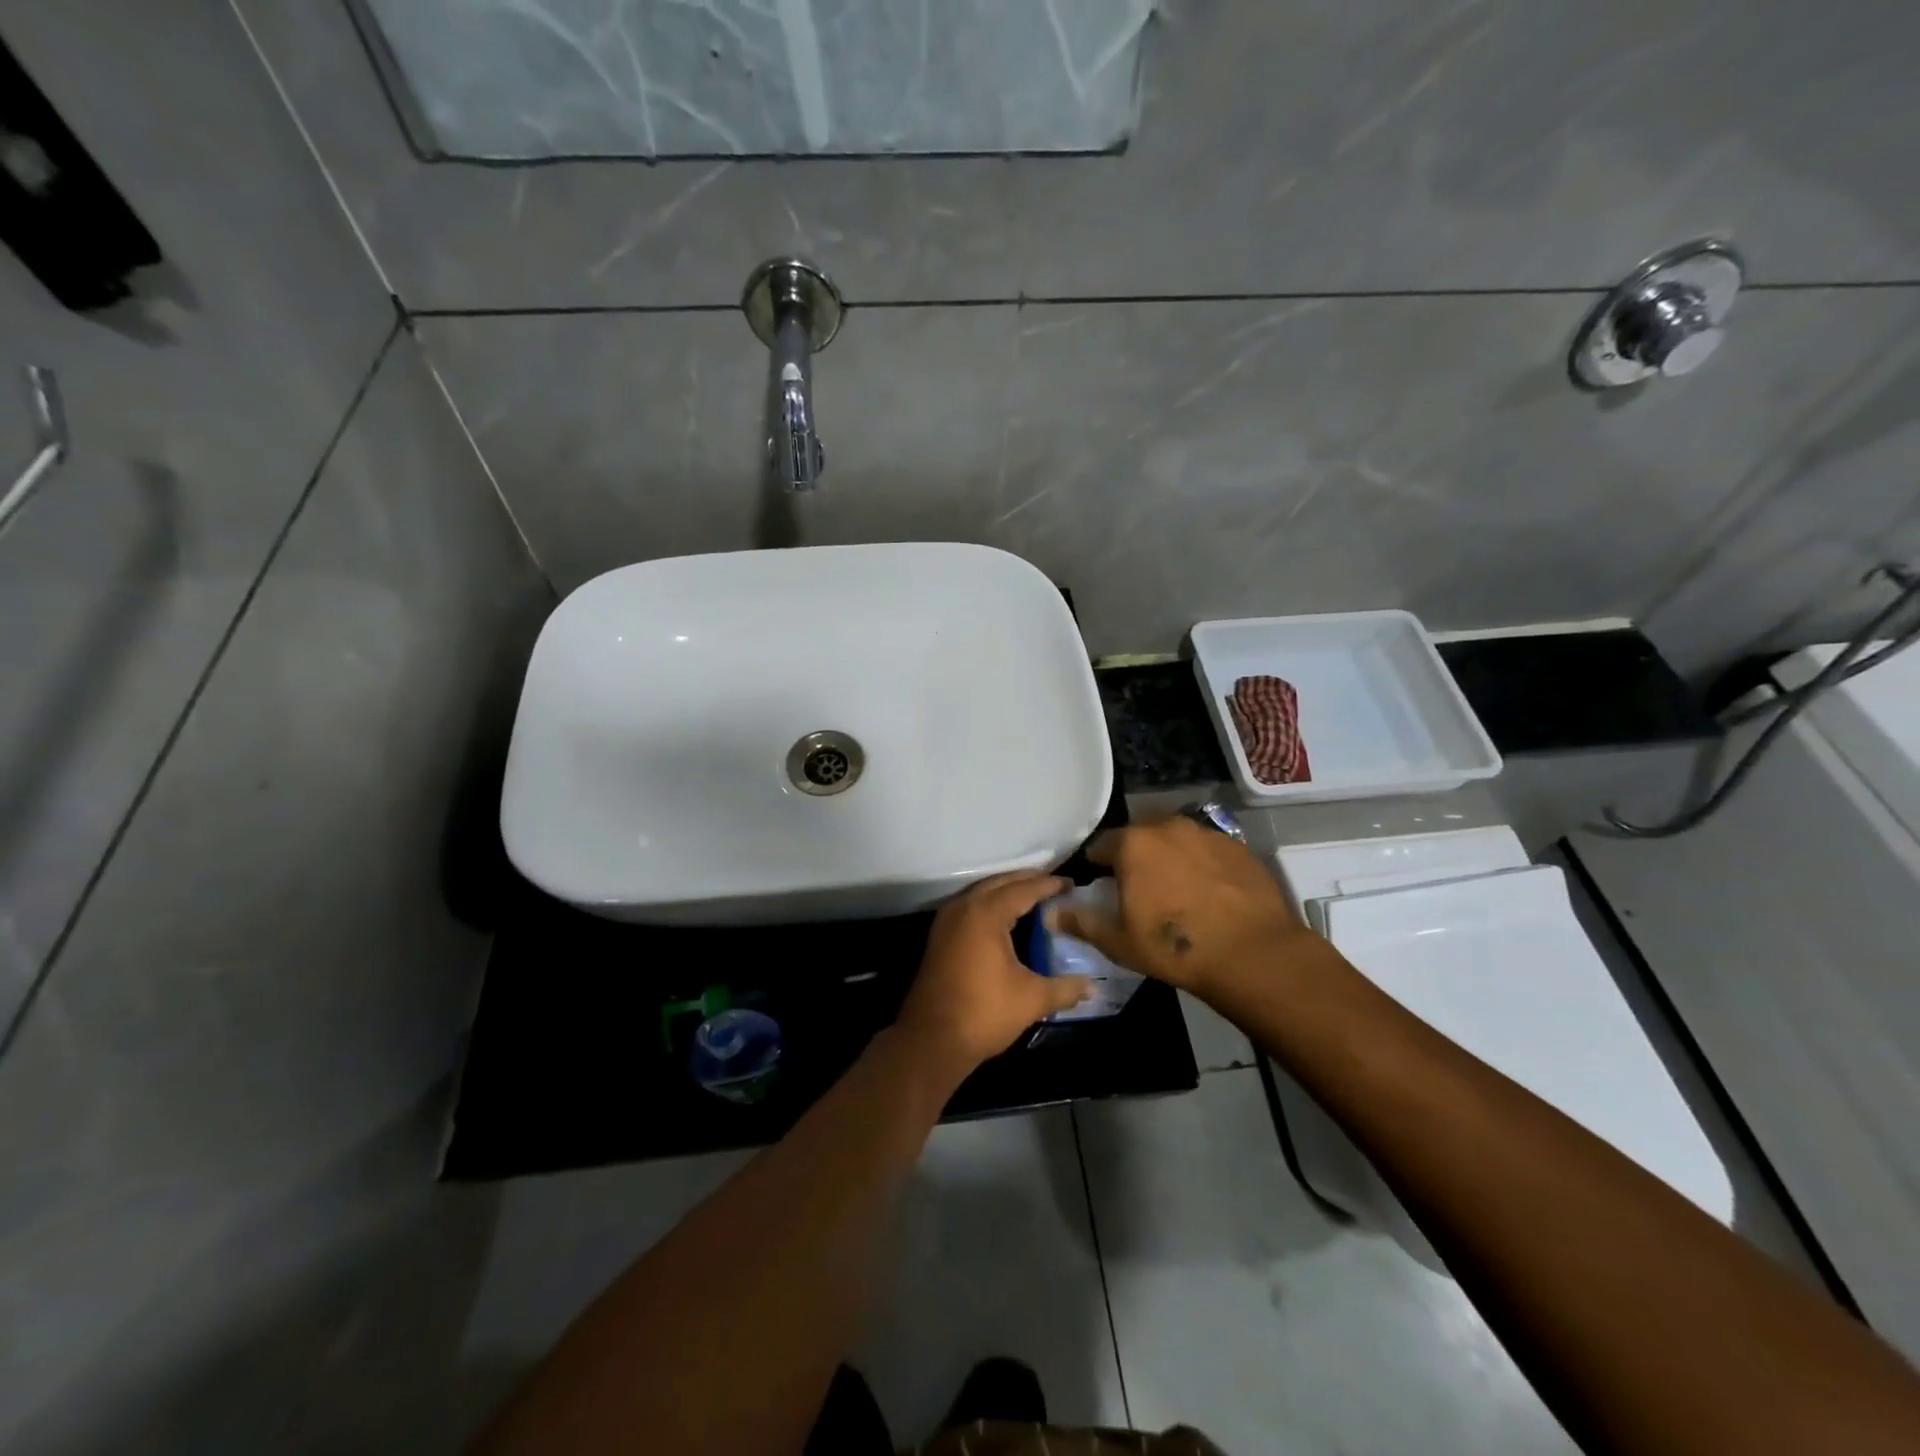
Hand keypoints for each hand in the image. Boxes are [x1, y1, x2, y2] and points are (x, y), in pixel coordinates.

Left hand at [897, 871, 1091, 1072]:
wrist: (931, 1040)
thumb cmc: (984, 1013)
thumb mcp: (1031, 1000)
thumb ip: (1064, 988)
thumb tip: (1091, 987)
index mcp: (986, 913)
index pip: (1023, 889)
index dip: (1049, 885)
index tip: (1071, 884)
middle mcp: (963, 907)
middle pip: (1000, 883)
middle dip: (1027, 881)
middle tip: (1054, 884)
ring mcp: (947, 920)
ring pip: (981, 893)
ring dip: (1006, 890)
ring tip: (1033, 897)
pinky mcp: (939, 936)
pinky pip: (970, 906)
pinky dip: (990, 904)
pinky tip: (1006, 920)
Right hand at [1050, 817, 1310, 999]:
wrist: (1253, 953)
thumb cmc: (1175, 948)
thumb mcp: (1119, 942)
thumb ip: (1081, 922)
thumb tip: (1051, 913)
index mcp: (1132, 844)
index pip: (1101, 845)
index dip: (1097, 866)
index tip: (1101, 886)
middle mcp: (1167, 827)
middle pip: (1140, 836)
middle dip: (1134, 856)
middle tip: (1139, 889)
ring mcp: (1206, 833)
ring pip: (1175, 839)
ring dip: (1169, 857)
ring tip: (1176, 890)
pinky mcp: (1238, 846)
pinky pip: (1207, 849)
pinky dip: (1201, 864)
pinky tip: (1209, 892)